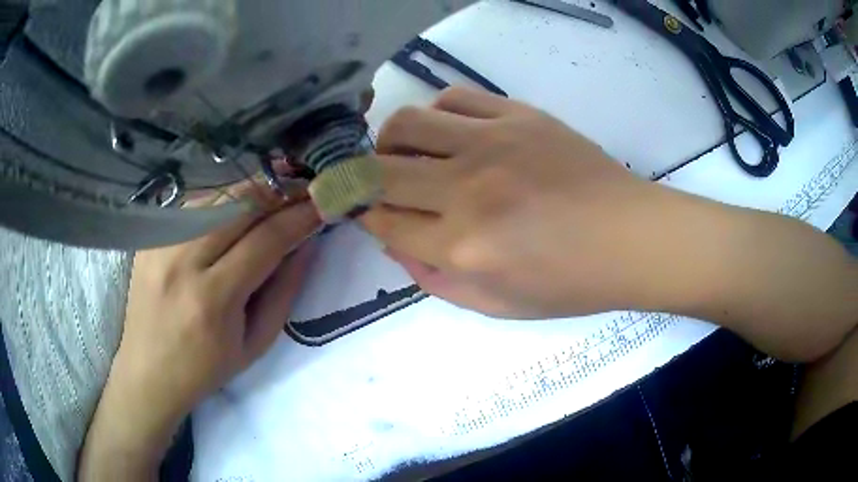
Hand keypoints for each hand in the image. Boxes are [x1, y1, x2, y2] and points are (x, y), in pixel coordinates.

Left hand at [79, 183, 321, 480]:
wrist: (148, 371)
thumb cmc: (206, 368)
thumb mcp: (256, 343)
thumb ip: (285, 290)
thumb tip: (307, 243)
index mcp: (213, 299)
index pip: (266, 239)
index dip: (300, 216)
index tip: (322, 204)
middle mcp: (183, 261)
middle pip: (239, 202)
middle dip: (278, 192)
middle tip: (300, 194)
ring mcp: (160, 243)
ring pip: (216, 194)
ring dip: (251, 193)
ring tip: (271, 202)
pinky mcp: (149, 237)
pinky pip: (193, 204)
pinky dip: (221, 202)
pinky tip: (231, 215)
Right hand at [361, 87, 702, 318]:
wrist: (630, 238)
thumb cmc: (569, 282)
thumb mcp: (496, 304)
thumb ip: (434, 280)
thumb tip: (394, 243)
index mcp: (462, 248)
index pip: (383, 221)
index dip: (366, 216)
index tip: (366, 211)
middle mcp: (467, 191)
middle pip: (379, 170)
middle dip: (362, 178)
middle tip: (373, 183)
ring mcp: (493, 144)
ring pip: (407, 123)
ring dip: (391, 140)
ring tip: (405, 152)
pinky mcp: (517, 115)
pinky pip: (454, 98)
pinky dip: (438, 114)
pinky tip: (450, 132)